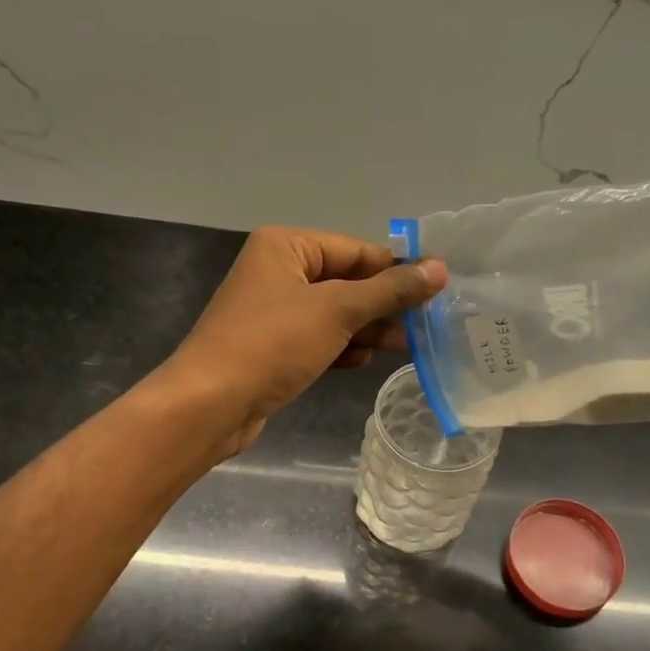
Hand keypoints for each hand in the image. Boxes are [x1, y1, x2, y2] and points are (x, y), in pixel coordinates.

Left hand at [156, 226, 446, 455]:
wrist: (210, 404)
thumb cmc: (273, 343)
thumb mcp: (337, 311)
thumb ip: (389, 290)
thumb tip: (439, 268)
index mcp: (286, 246)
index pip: (356, 249)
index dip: (396, 270)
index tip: (436, 291)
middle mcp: (278, 271)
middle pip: (347, 281)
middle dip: (383, 305)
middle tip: (425, 325)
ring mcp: (274, 311)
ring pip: (335, 313)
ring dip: (367, 329)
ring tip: (404, 347)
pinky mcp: (273, 346)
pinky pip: (318, 338)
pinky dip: (341, 348)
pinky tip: (360, 362)